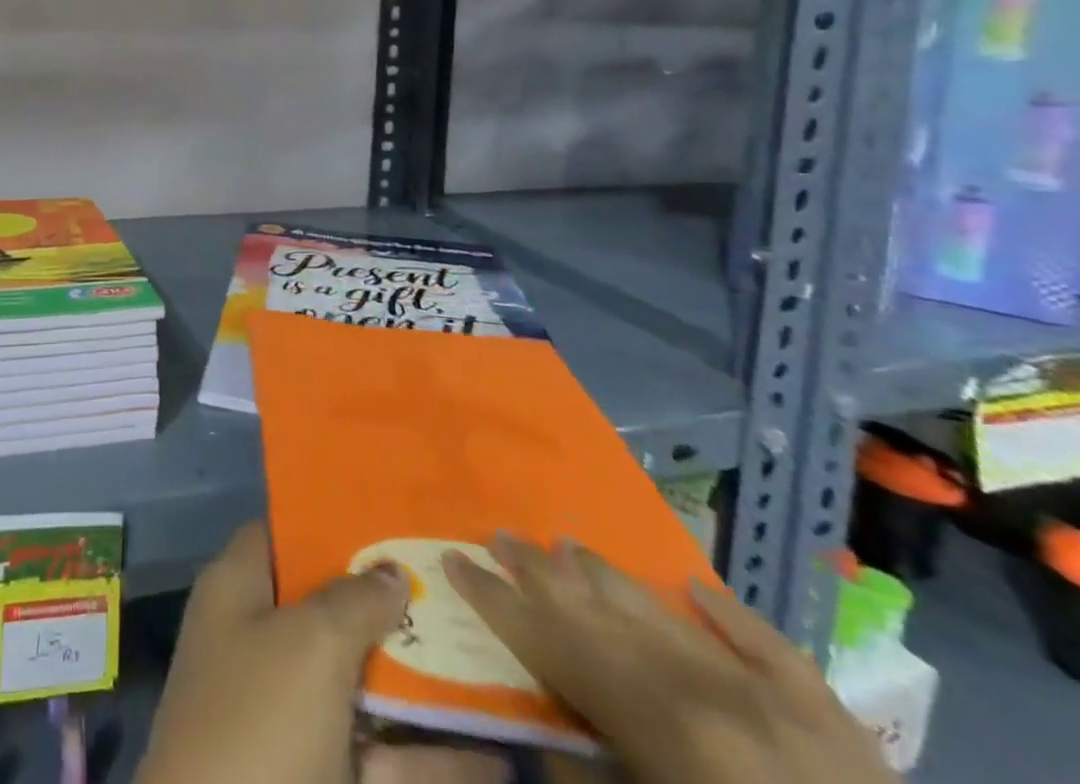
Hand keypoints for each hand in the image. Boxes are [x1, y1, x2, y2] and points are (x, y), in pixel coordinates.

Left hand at [137, 521, 509, 783]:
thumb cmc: (258, 725)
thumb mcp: (307, 643)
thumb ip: (353, 599)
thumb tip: (391, 569)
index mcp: (239, 592)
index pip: (282, 534)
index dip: (329, 521)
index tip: (390, 513)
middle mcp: (263, 644)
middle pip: (331, 607)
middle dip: (391, 601)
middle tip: (458, 583)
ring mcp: (295, 717)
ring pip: (366, 684)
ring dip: (425, 680)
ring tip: (495, 657)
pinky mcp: (326, 779)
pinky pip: (389, 760)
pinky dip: (438, 759)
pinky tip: (500, 754)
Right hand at [444, 536, 897, 783]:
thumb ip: (588, 777)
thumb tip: (543, 730)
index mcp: (661, 721)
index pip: (555, 641)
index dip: (499, 600)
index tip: (454, 559)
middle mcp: (710, 688)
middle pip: (606, 614)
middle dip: (545, 574)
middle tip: (499, 533)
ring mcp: (779, 698)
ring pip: (672, 618)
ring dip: (613, 580)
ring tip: (566, 544)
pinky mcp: (837, 722)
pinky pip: (772, 649)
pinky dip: (730, 616)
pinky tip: (694, 586)